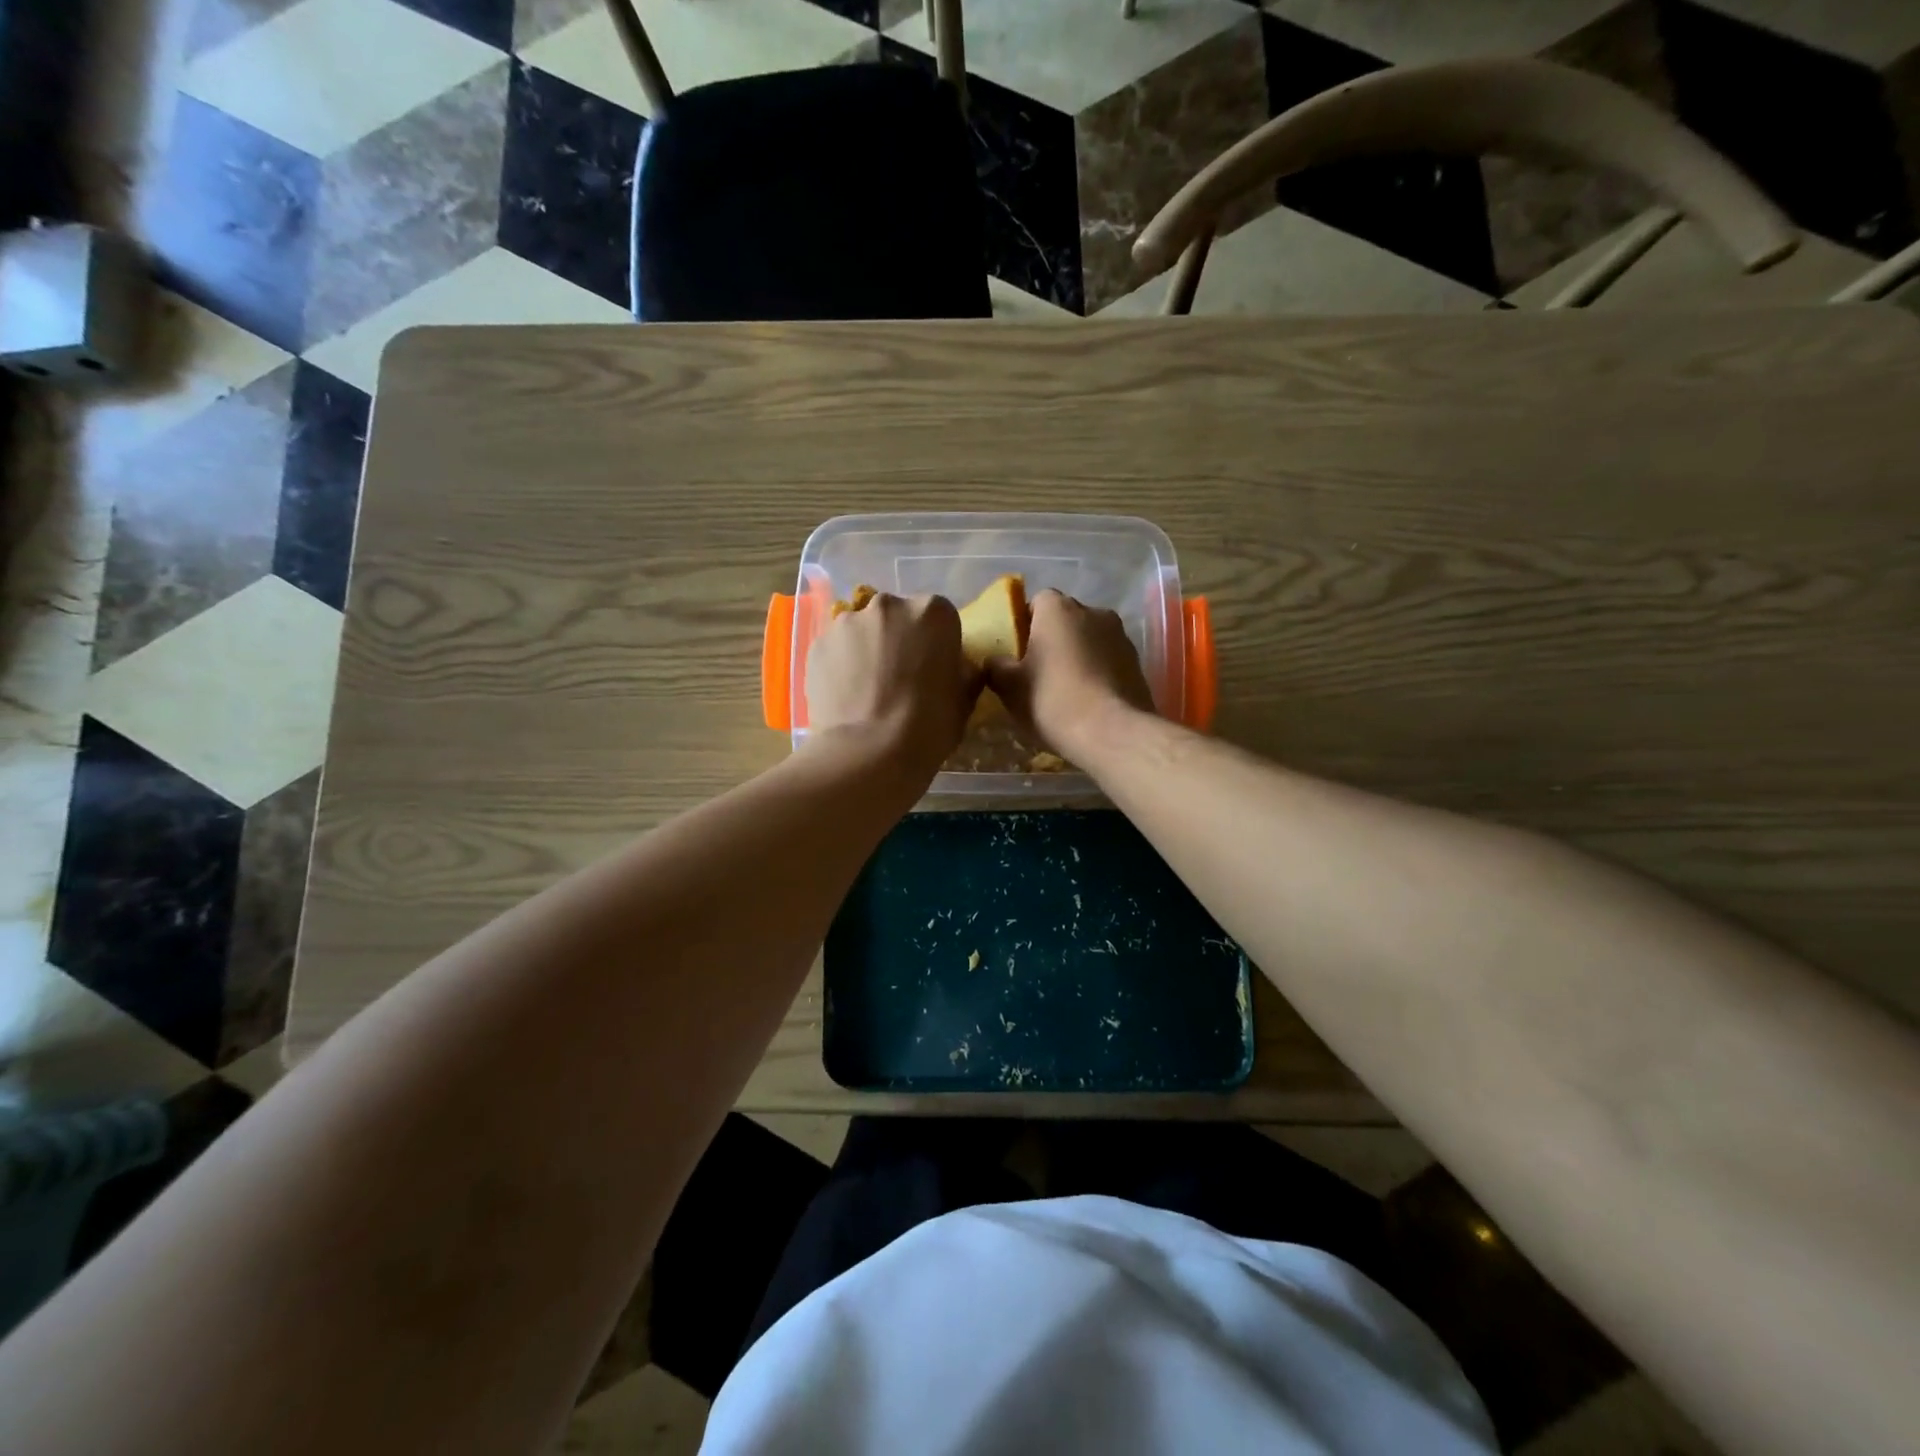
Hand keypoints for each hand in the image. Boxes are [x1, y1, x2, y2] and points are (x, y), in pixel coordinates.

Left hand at [806, 592, 980, 777]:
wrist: (869, 752)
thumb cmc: (928, 725)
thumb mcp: (964, 700)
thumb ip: (962, 673)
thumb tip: (956, 668)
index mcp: (933, 612)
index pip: (939, 618)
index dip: (936, 644)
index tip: (933, 669)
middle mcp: (889, 605)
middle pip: (896, 617)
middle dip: (898, 640)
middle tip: (899, 679)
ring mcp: (847, 622)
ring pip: (862, 631)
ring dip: (867, 650)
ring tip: (867, 690)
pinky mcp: (818, 644)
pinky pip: (836, 650)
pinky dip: (840, 666)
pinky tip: (845, 697)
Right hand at [985, 590, 1154, 756]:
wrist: (1113, 733)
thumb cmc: (1053, 701)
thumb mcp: (1010, 687)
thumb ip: (996, 666)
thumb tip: (995, 661)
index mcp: (1058, 609)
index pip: (1038, 601)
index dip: (1026, 624)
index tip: (1018, 651)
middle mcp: (1093, 611)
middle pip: (1066, 619)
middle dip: (1053, 638)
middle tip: (1038, 671)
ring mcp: (1120, 636)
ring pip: (1090, 639)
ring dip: (1078, 655)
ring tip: (1065, 689)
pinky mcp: (1137, 662)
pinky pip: (1108, 659)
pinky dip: (1097, 672)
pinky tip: (1088, 699)